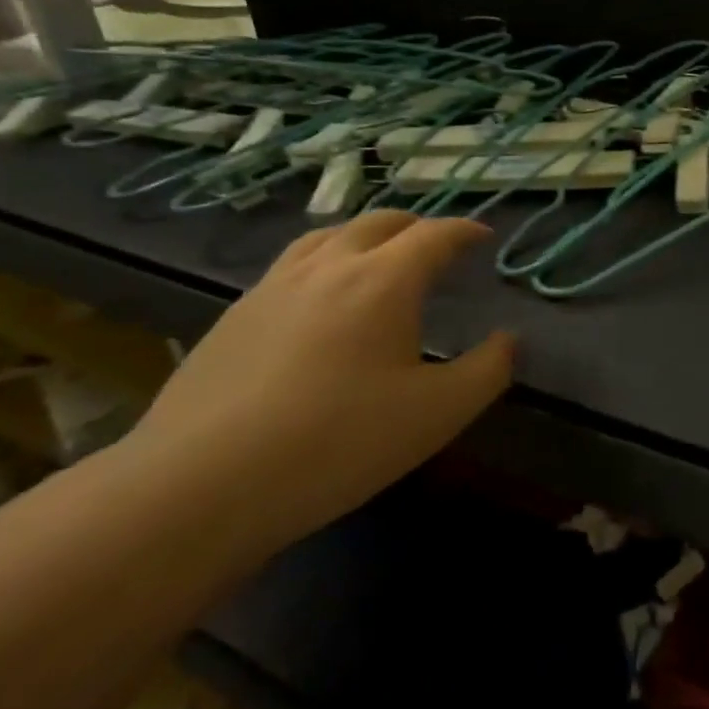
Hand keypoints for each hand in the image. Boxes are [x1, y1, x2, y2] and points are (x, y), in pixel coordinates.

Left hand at [123, 212, 514, 556]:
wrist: (200, 486)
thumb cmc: (338, 442)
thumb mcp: (439, 413)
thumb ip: (488, 370)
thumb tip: (508, 341)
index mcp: (384, 280)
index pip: (435, 235)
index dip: (465, 231)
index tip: (483, 237)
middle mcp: (329, 267)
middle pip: (379, 222)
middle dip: (416, 226)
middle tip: (437, 246)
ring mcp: (273, 288)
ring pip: (327, 237)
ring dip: (364, 237)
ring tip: (378, 259)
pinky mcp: (233, 317)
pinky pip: (291, 268)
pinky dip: (323, 264)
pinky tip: (319, 304)